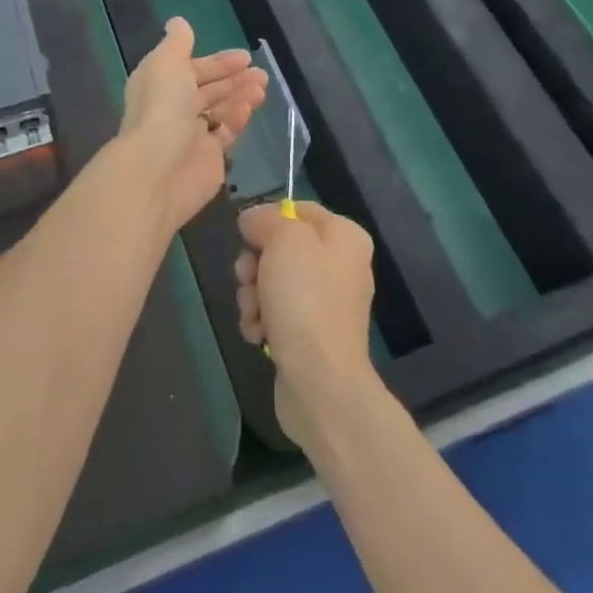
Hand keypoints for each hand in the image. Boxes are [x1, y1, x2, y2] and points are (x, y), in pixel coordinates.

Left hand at [118, 17, 267, 232]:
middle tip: (260, 72)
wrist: (159, 168)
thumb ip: (177, 42)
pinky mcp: (208, 158)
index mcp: (160, 83)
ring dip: (240, 95)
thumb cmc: (162, 107)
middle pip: (208, 90)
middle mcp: (173, 108)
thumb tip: (178, 22)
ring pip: (220, 110)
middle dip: (233, 78)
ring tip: (262, 86)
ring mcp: (191, 135)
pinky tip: (250, 107)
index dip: (216, 62)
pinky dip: (238, 118)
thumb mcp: (166, 62)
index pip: (191, 68)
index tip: (244, 56)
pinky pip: (226, 133)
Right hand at [236, 202, 381, 452]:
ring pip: (272, 281)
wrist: (320, 382)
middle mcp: (339, 265)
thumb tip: (253, 220)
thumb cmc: (305, 299)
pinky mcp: (310, 334)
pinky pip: (276, 313)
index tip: (248, 236)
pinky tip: (259, 335)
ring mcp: (325, 303)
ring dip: (253, 295)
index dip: (267, 220)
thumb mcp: (283, 240)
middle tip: (248, 278)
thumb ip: (265, 219)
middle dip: (255, 264)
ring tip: (255, 314)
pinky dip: (262, 321)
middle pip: (280, 247)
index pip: (297, 209)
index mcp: (344, 236)